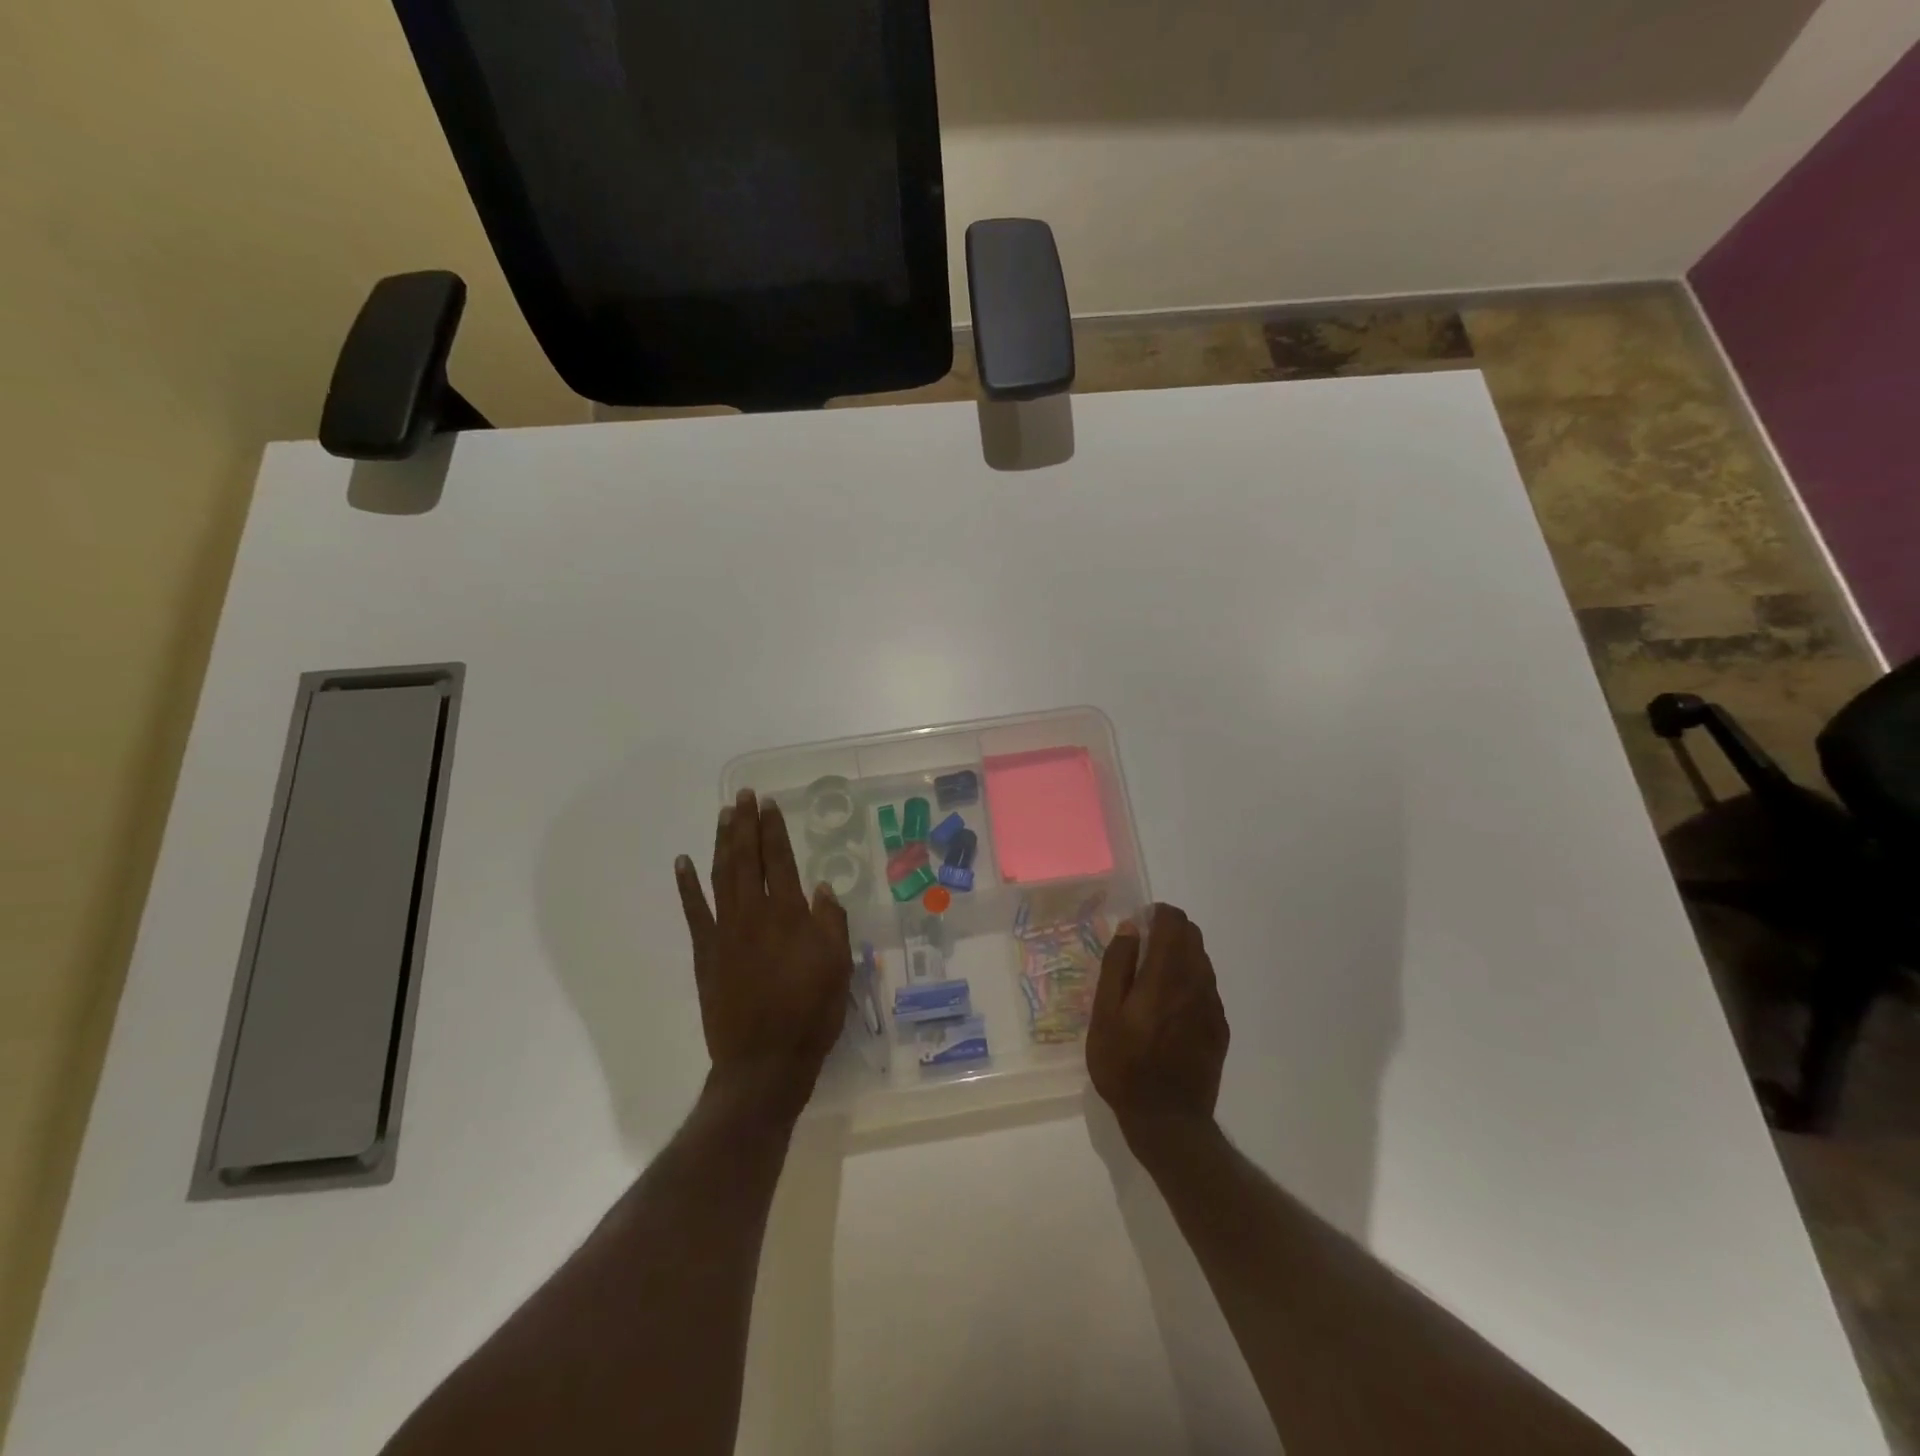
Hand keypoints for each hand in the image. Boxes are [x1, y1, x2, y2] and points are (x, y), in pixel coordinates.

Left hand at [675, 789, 851, 1119]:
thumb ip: (831, 922)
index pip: (781, 860)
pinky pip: (694, 911)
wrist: (764, 1060)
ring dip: (722, 842)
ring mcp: (725, 931)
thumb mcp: (839, 966)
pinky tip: (684, 862)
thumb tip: (822, 888)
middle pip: (748, 858)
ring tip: (723, 815)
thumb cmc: (811, 1012)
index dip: (774, 830)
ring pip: (722, 875)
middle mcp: (755, 913)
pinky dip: (688, 884)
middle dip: (746, 824)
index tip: (769, 804)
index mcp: (790, 914)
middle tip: (744, 796)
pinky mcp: (706, 953)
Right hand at [1087, 903, 1228, 1133]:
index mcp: (1165, 975)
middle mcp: (1196, 983)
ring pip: (1201, 960)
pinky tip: (1168, 1008)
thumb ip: (1117, 965)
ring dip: (1180, 956)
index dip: (1156, 915)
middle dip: (1169, 931)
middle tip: (1141, 952)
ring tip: (1152, 982)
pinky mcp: (1220, 1027)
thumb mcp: (1105, 1014)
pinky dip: (1189, 982)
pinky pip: (1206, 987)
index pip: (1173, 922)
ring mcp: (1212, 1006)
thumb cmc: (1124, 1065)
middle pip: (1192, 936)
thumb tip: (1130, 928)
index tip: (1136, 928)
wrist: (1168, 1121)